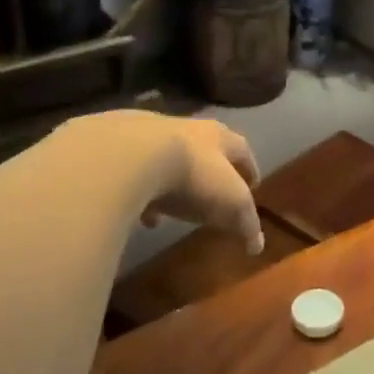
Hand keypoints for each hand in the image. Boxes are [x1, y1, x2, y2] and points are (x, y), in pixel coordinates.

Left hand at [136, 115, 264, 253]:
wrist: (130, 155)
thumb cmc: (193, 176)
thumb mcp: (230, 204)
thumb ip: (246, 222)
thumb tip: (257, 246)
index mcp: (219, 137)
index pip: (242, 150)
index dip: (249, 169)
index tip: (253, 186)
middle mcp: (187, 128)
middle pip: (204, 149)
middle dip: (209, 173)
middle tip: (211, 195)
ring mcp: (148, 134)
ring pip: (166, 159)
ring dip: (171, 181)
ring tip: (169, 208)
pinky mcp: (116, 145)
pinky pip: (133, 171)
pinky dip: (138, 190)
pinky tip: (134, 211)